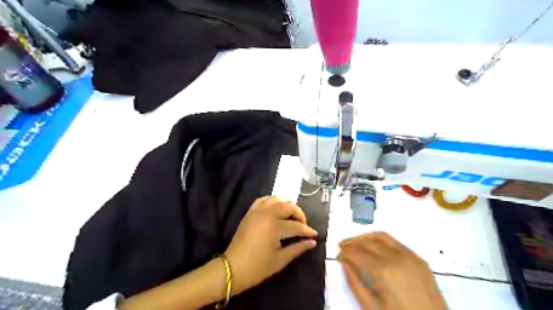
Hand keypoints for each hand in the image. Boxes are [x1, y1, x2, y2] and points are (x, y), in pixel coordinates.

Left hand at [226, 196, 319, 295]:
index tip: (314, 234)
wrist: (233, 268)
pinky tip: (276, 209)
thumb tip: (313, 242)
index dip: (307, 231)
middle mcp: (267, 214)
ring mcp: (257, 211)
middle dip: (299, 214)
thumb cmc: (258, 267)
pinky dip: (272, 201)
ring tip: (291, 216)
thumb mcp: (280, 260)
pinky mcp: (250, 212)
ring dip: (287, 205)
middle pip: (288, 206)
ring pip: (277, 199)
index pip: (296, 226)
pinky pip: (263, 200)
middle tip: (303, 225)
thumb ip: (298, 248)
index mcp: (275, 227)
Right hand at [337, 232, 448, 309]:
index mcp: (383, 271)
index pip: (357, 253)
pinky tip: (375, 246)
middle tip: (342, 246)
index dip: (345, 253)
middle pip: (368, 241)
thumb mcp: (371, 307)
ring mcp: (410, 257)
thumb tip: (344, 263)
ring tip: (356, 242)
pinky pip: (396, 242)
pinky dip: (381, 240)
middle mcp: (397, 258)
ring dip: (365, 237)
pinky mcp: (419, 260)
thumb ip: (354, 283)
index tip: (338, 255)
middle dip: (352, 242)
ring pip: (382, 236)